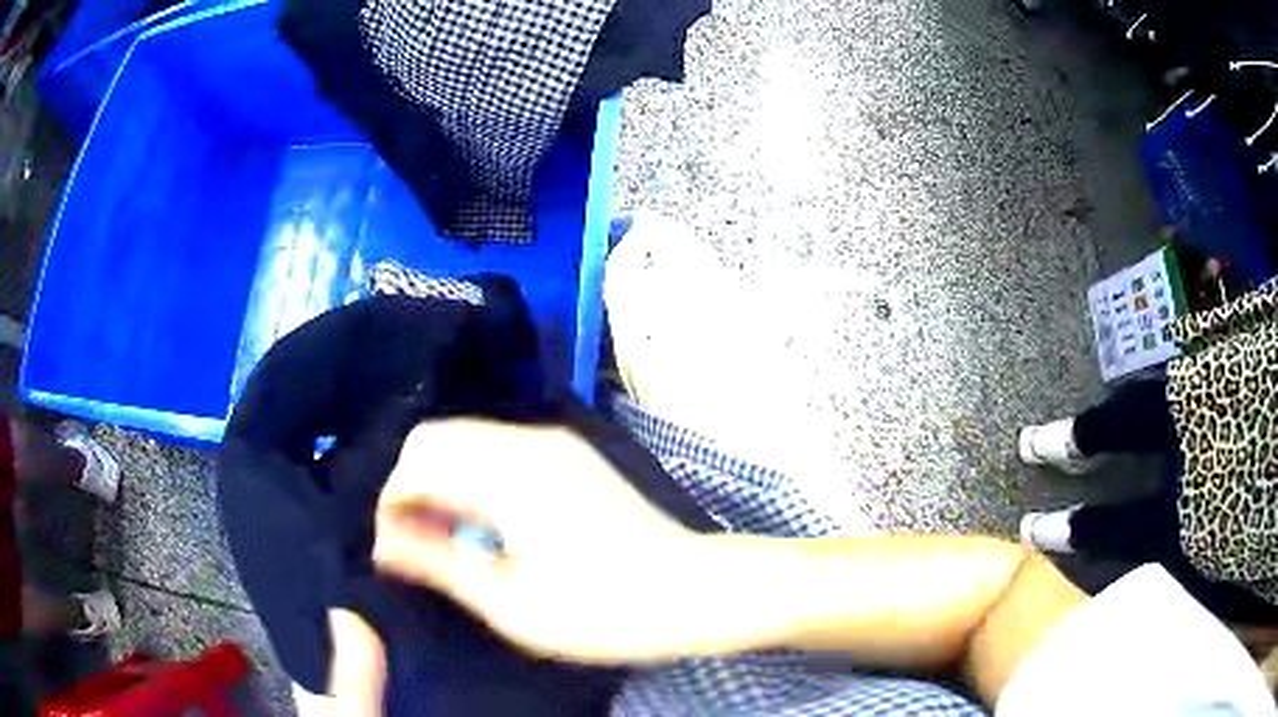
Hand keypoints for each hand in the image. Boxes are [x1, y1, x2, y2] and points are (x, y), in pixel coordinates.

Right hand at [373, 419, 729, 663]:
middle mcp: (530, 440)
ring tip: (443, 541)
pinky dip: (473, 482)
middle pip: (438, 440)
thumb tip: (383, 542)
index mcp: (511, 470)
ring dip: (441, 485)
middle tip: (412, 545)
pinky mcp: (570, 458)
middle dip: (411, 487)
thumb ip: (439, 564)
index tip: (387, 546)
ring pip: (467, 444)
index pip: (418, 457)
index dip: (390, 499)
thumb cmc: (604, 609)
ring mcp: (554, 444)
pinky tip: (482, 527)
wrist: (694, 591)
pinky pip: (498, 454)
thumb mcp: (512, 602)